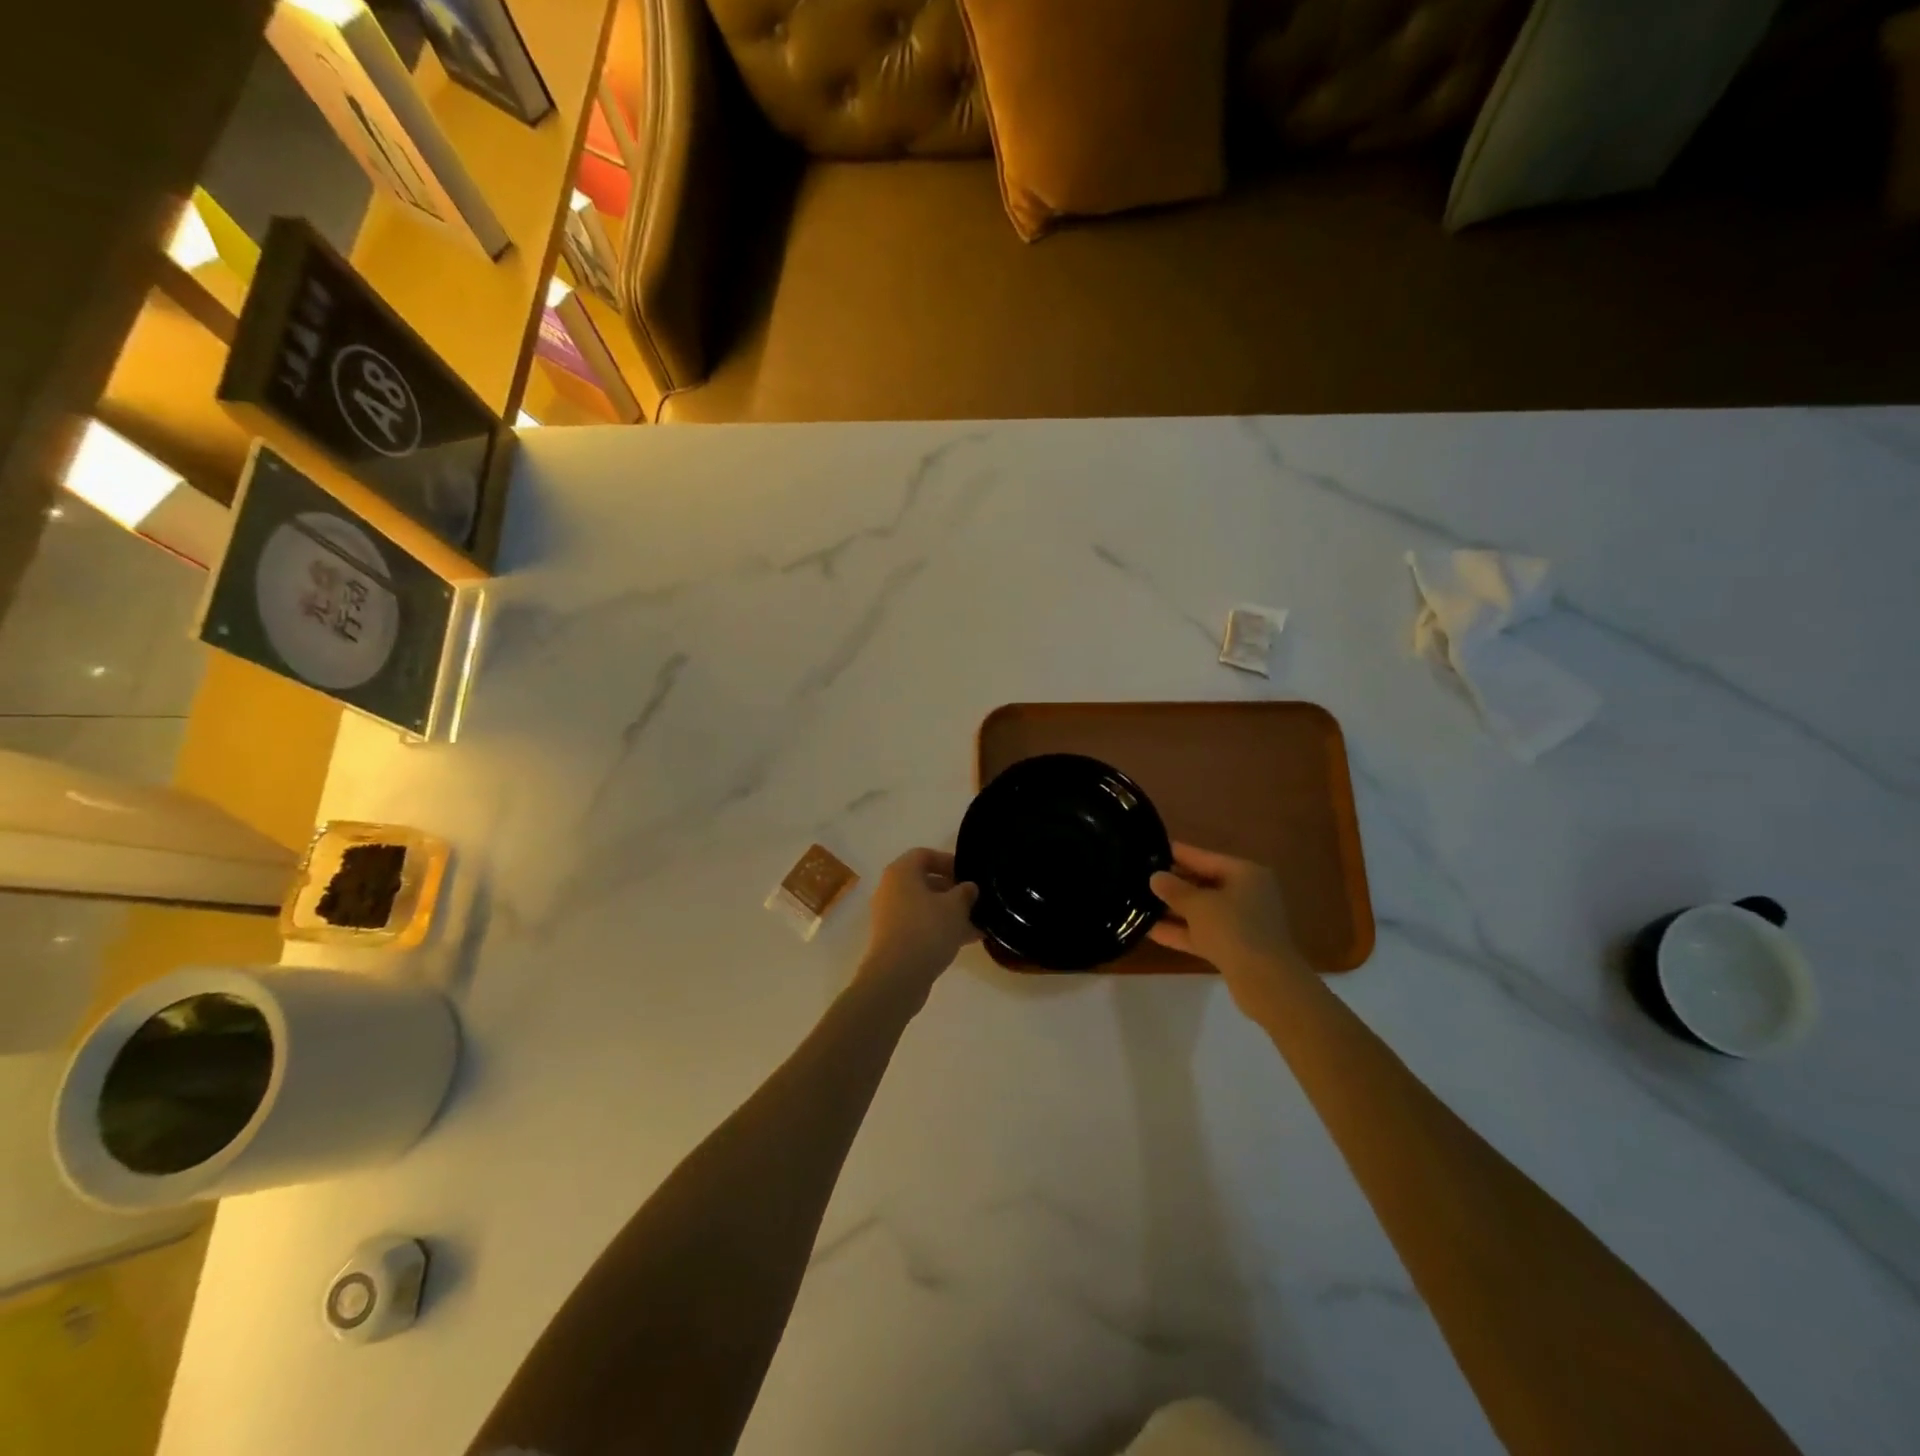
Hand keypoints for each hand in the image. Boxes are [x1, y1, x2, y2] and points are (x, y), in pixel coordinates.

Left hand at [856, 848, 979, 1006]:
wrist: (897, 977)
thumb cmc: (927, 930)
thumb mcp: (955, 907)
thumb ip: (966, 892)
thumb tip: (969, 887)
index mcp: (901, 873)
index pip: (924, 855)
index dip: (948, 861)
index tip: (969, 875)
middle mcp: (891, 890)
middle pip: (925, 882)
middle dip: (953, 890)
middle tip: (976, 900)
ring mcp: (890, 916)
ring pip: (925, 907)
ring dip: (950, 913)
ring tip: (979, 923)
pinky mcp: (894, 940)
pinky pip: (921, 926)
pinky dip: (941, 929)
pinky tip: (968, 940)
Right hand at [1150, 843, 1306, 1006]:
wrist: (1265, 981)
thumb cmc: (1233, 929)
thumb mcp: (1198, 905)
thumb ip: (1174, 889)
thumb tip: (1156, 877)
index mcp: (1244, 873)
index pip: (1203, 857)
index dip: (1175, 853)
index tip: (1149, 849)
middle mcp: (1246, 893)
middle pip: (1202, 883)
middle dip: (1172, 884)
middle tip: (1139, 877)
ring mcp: (1241, 922)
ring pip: (1201, 910)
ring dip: (1173, 909)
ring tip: (1138, 903)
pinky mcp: (1234, 947)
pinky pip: (1202, 932)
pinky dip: (1181, 931)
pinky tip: (1150, 931)